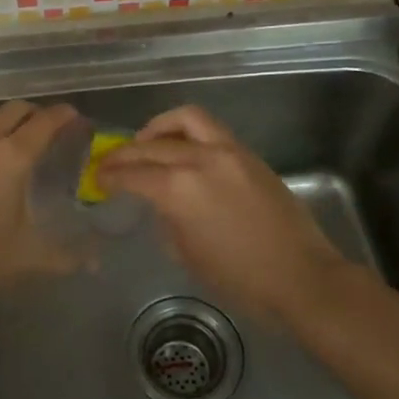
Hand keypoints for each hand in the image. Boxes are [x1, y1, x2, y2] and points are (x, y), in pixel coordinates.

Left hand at [0, 100, 82, 314]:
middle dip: (37, 113)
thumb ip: (65, 256)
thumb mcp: (27, 257)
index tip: (77, 118)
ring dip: (8, 118)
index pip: (44, 122)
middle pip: (15, 110)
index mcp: (13, 157)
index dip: (64, 116)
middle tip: (53, 130)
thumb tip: (96, 263)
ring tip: (20, 137)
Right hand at [96, 105, 353, 322]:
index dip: (110, 175)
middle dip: (125, 153)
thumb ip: (167, 219)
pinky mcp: (247, 154)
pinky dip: (187, 131)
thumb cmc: (239, 279)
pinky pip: (210, 130)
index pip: (133, 173)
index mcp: (179, 190)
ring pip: (184, 120)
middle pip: (151, 146)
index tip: (98, 178)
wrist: (300, 276)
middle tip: (110, 163)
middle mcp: (200, 160)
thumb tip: (160, 203)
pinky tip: (181, 148)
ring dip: (158, 128)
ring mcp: (227, 152)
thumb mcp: (187, 254)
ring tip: (146, 142)